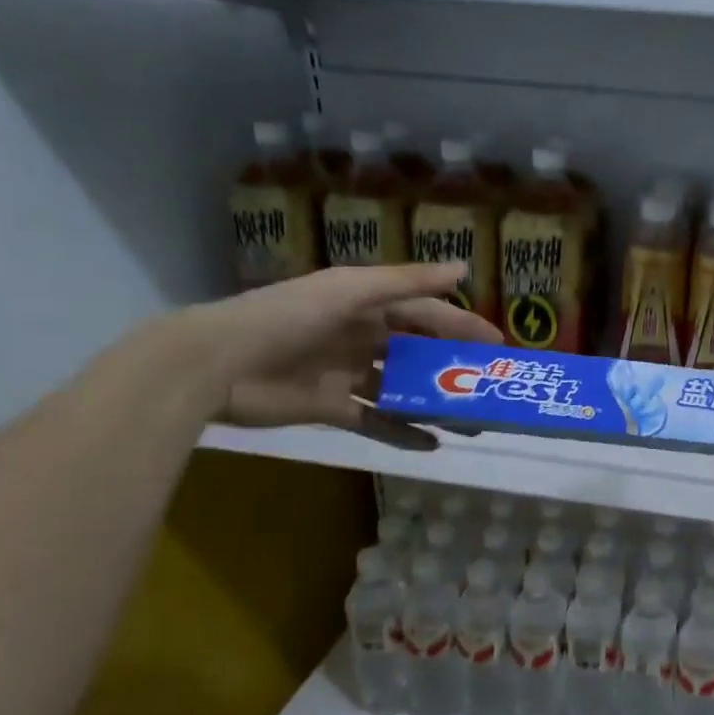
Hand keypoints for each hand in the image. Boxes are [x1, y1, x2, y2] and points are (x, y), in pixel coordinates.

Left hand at [183, 264, 501, 444]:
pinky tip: (433, 444)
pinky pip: (376, 421)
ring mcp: (345, 374)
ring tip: (470, 419)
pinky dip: (402, 433)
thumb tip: (463, 270)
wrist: (216, 364)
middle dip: (452, 367)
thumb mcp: (350, 291)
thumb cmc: (286, 316)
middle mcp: (359, 336)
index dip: (461, 325)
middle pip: (417, 352)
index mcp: (364, 304)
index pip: (424, 313)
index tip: (497, 344)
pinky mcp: (330, 408)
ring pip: (401, 389)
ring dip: (434, 403)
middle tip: (489, 385)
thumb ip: (406, 283)